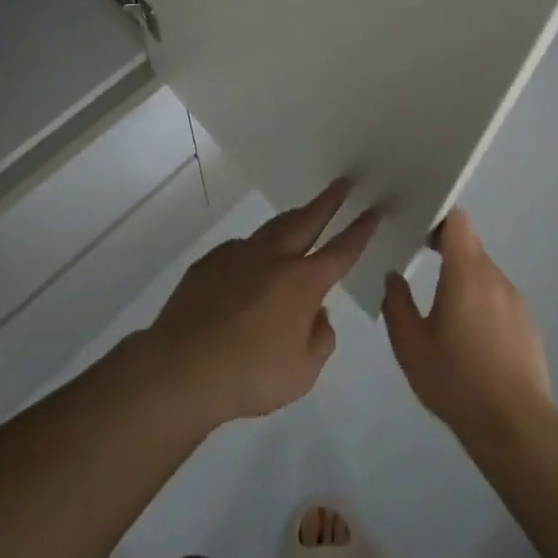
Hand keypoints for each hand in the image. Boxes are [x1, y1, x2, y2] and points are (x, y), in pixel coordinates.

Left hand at [142, 179, 379, 428]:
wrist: (184, 366)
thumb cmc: (251, 374)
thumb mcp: (303, 372)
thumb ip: (320, 338)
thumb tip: (317, 313)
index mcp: (303, 282)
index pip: (341, 250)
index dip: (360, 230)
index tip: (373, 210)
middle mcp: (274, 258)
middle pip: (307, 220)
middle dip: (328, 201)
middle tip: (342, 183)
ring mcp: (239, 255)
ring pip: (273, 228)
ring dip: (293, 217)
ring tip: (303, 212)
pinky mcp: (211, 262)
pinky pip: (241, 249)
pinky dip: (255, 250)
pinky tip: (251, 264)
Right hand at [382, 210, 553, 444]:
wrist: (515, 426)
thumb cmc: (456, 380)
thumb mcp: (410, 345)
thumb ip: (396, 304)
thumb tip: (394, 277)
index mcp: (465, 272)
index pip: (457, 221)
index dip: (438, 218)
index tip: (418, 231)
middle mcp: (494, 277)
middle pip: (470, 245)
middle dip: (447, 249)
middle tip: (422, 265)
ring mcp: (516, 301)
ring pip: (485, 273)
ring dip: (465, 279)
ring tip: (446, 309)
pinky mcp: (528, 325)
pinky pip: (500, 299)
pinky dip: (483, 303)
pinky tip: (472, 337)